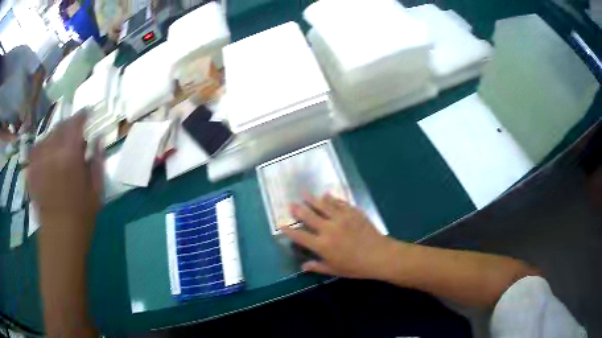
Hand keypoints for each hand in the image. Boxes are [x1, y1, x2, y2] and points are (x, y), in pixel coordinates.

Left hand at [28, 113, 103, 245]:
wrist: (60, 235)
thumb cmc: (82, 215)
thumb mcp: (96, 189)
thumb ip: (97, 160)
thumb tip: (98, 138)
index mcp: (70, 155)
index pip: (76, 122)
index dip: (82, 115)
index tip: (87, 113)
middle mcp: (52, 152)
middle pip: (60, 126)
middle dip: (69, 125)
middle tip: (74, 132)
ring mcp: (39, 160)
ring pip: (47, 136)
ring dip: (56, 136)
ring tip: (60, 145)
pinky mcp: (31, 170)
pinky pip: (36, 149)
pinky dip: (43, 147)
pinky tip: (47, 155)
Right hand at [282, 194, 397, 279]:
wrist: (379, 255)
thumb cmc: (356, 267)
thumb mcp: (334, 270)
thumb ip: (317, 267)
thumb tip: (303, 266)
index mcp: (322, 245)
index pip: (300, 236)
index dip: (289, 230)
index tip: (281, 225)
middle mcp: (328, 229)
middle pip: (309, 216)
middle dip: (298, 209)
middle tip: (290, 204)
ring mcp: (341, 218)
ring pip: (323, 205)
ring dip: (312, 199)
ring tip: (304, 193)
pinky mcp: (353, 212)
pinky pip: (340, 203)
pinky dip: (332, 198)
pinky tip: (327, 195)